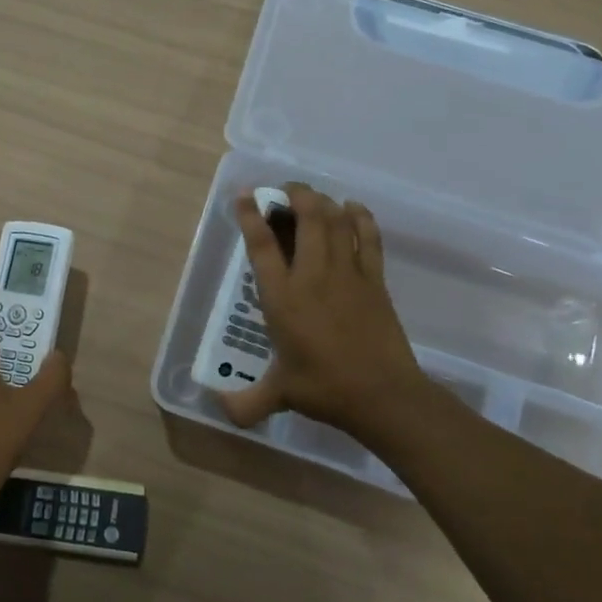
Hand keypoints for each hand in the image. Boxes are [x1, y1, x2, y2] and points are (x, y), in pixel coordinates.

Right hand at [218, 184, 435, 439]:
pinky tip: (353, 207)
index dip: (252, 216)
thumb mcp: (279, 394)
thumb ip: (246, 403)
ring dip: (323, 202)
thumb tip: (220, 412)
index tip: (246, 195)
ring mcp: (347, 274)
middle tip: (285, 189)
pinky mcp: (375, 280)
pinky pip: (368, 238)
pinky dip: (360, 217)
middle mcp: (313, 277)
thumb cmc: (324, 389)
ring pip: (336, 222)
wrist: (382, 396)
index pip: (263, 246)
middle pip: (307, 219)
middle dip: (295, 195)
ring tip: (313, 196)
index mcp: (283, 298)